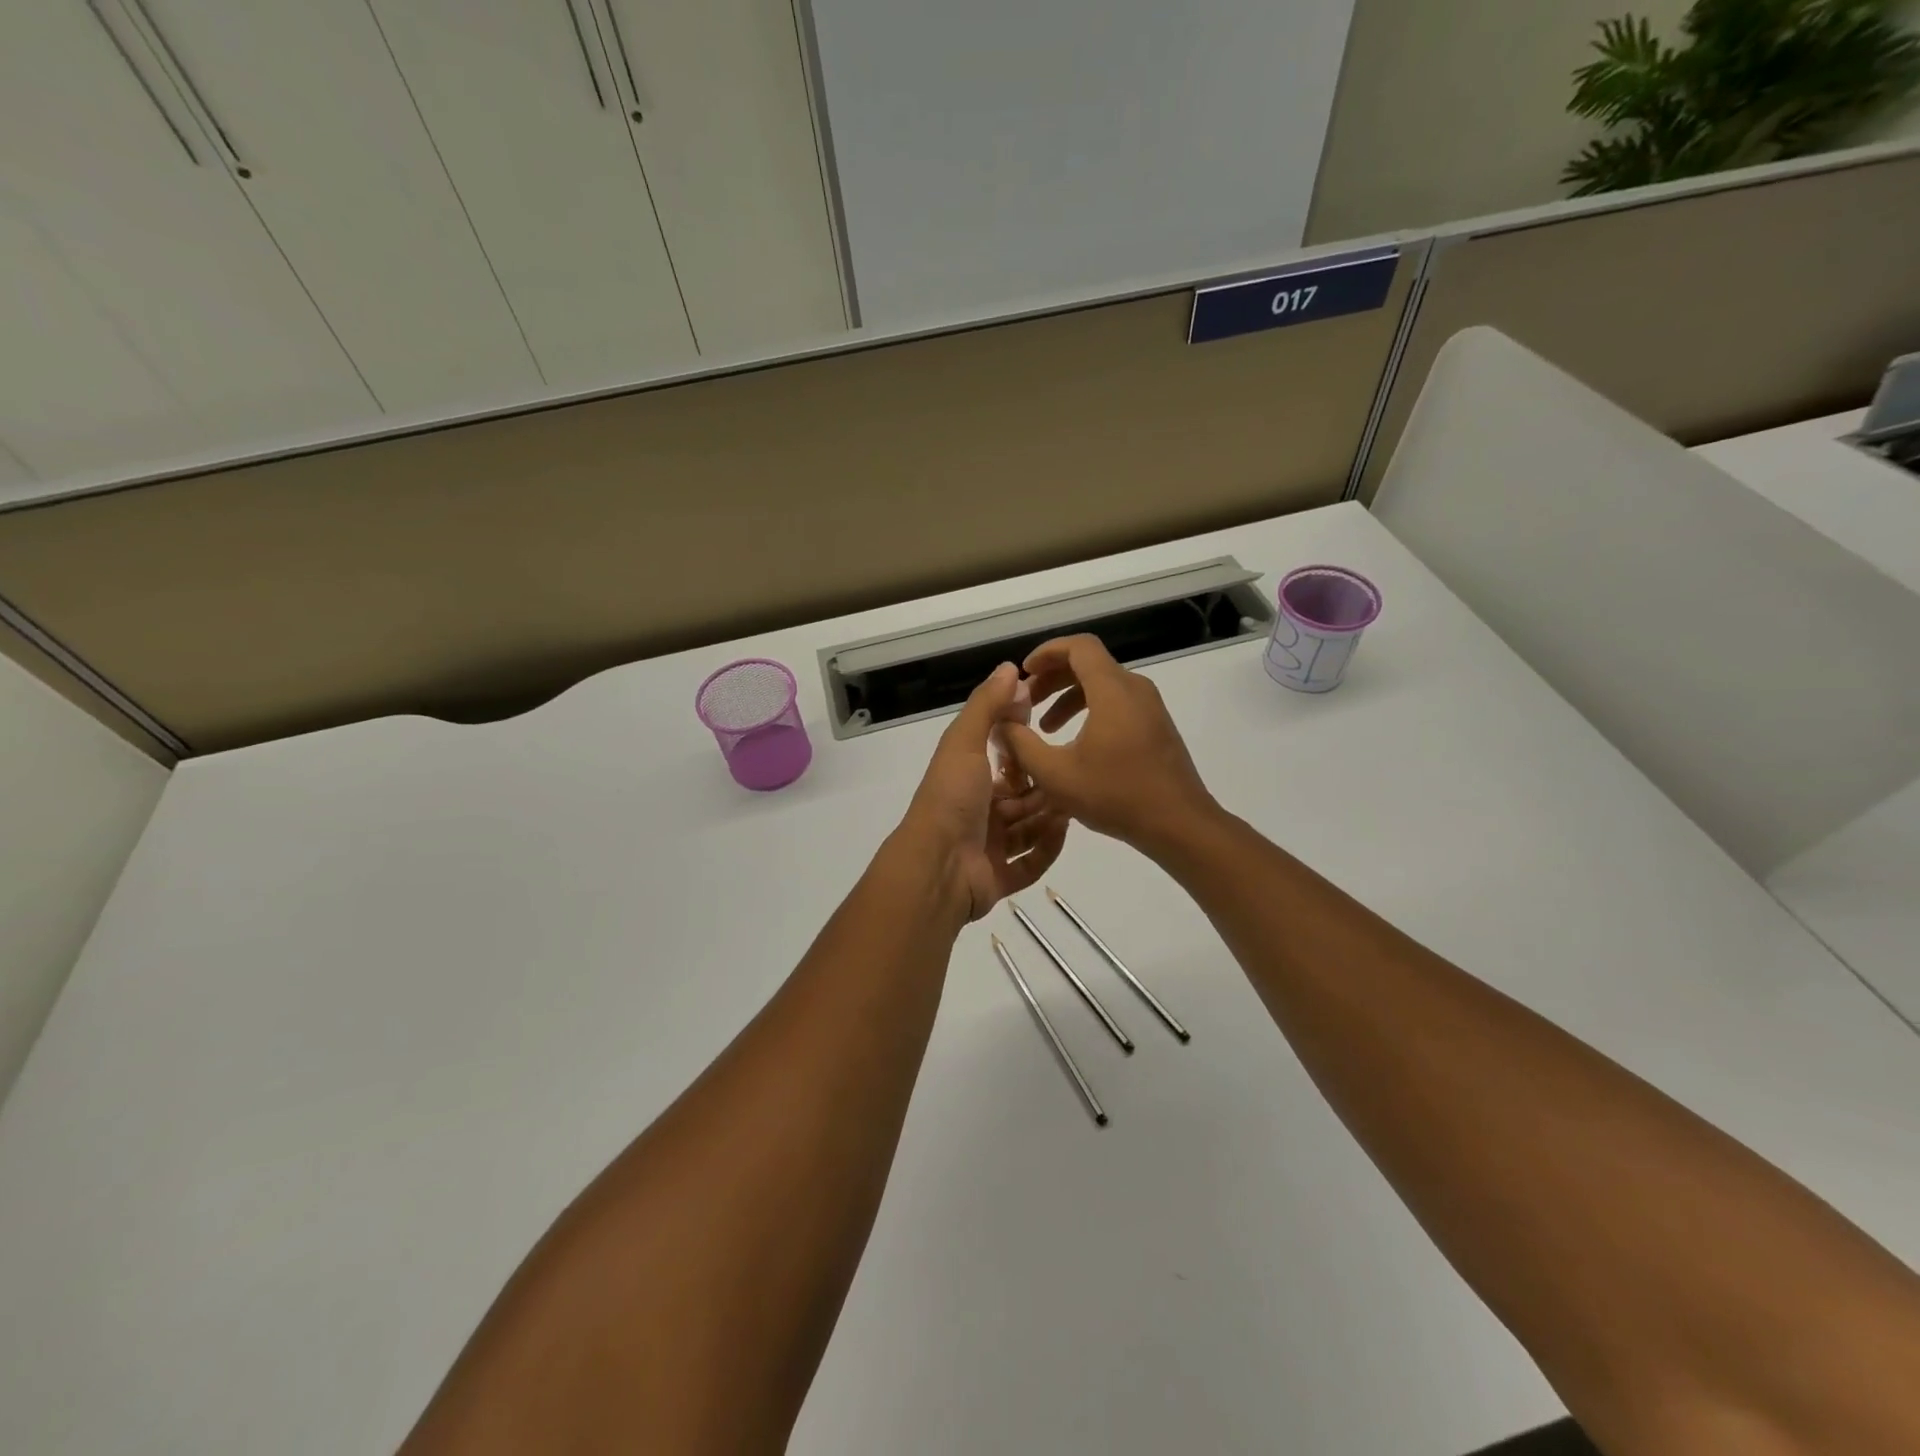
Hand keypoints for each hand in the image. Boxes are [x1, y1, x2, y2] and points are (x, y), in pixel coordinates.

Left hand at [893, 663, 1068, 923]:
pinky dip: (1047, 850)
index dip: (1025, 749)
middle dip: (1045, 787)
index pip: (1003, 762)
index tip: (1050, 734)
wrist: (938, 865)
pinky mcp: (998, 878)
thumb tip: (1009, 668)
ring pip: (1029, 829)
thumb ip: (986, 705)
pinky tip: (1063, 833)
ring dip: (1049, 817)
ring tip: (1074, 803)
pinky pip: (1030, 864)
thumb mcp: (964, 742)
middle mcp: (977, 813)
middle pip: (1021, 798)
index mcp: (967, 781)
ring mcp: (987, 848)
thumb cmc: (952, 798)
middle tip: (1072, 776)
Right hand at [998, 635, 1218, 856]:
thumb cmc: (1116, 795)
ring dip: (1069, 698)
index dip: (1047, 652)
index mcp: (1112, 690)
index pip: (1079, 646)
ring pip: (1103, 685)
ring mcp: (1150, 707)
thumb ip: (1021, 744)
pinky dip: (1090, 711)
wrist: (1179, 824)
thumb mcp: (1055, 774)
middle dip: (1052, 678)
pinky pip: (1117, 703)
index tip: (1024, 672)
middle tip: (1026, 702)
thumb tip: (1001, 723)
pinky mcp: (1156, 727)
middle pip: (1089, 664)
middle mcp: (1134, 689)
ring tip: (1045, 728)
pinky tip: (1075, 744)